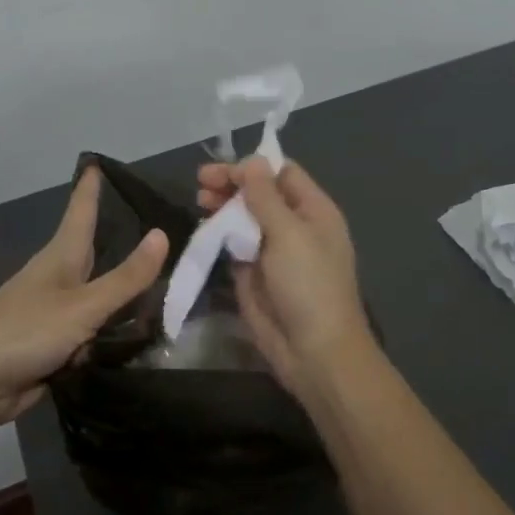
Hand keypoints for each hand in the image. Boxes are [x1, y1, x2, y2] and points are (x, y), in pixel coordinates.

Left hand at [0, 167, 166, 432]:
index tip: (97, 162)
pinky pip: (95, 333)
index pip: (81, 211)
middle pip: (93, 251)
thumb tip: (162, 234)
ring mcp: (56, 314)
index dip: (90, 188)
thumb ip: (125, 278)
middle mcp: (60, 280)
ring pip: (99, 296)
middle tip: (156, 225)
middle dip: (118, 238)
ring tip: (166, 284)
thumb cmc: (23, 331)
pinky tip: (143, 336)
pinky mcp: (56, 347)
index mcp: (61, 257)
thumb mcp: (82, 306)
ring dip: (125, 294)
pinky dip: (115, 333)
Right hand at [196, 156, 377, 401]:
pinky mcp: (252, 274)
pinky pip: (233, 245)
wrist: (314, 352)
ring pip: (243, 218)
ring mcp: (272, 251)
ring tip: (199, 201)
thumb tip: (252, 161)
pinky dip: (218, 234)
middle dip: (232, 185)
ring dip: (222, 207)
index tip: (222, 170)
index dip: (253, 168)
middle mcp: (293, 226)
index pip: (282, 174)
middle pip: (259, 194)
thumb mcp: (289, 233)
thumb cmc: (309, 285)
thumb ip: (266, 196)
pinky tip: (202, 228)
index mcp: (313, 211)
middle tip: (201, 183)